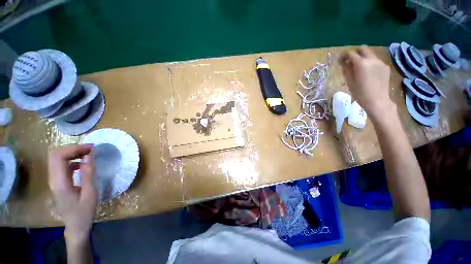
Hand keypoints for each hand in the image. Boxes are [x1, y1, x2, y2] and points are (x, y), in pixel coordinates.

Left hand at [48, 144, 97, 243]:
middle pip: (55, 155)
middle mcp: (53, 179)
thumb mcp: (90, 193)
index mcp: (59, 183)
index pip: (58, 157)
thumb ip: (88, 174)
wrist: (76, 226)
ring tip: (89, 154)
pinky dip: (72, 160)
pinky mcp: (58, 182)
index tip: (91, 148)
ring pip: (57, 159)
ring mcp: (54, 181)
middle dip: (72, 148)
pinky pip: (62, 165)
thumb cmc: (84, 212)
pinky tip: (83, 164)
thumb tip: (89, 156)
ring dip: (72, 153)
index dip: (74, 148)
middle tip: (90, 149)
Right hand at [340, 46, 394, 118]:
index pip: (351, 54)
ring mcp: (380, 62)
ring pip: (370, 55)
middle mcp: (372, 59)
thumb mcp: (349, 82)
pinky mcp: (385, 67)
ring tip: (360, 67)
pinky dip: (370, 63)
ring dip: (364, 58)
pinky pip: (376, 61)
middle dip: (356, 53)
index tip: (341, 59)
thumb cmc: (360, 93)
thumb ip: (347, 70)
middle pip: (363, 49)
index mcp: (361, 63)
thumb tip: (344, 63)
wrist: (377, 100)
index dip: (345, 55)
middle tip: (351, 60)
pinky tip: (369, 72)